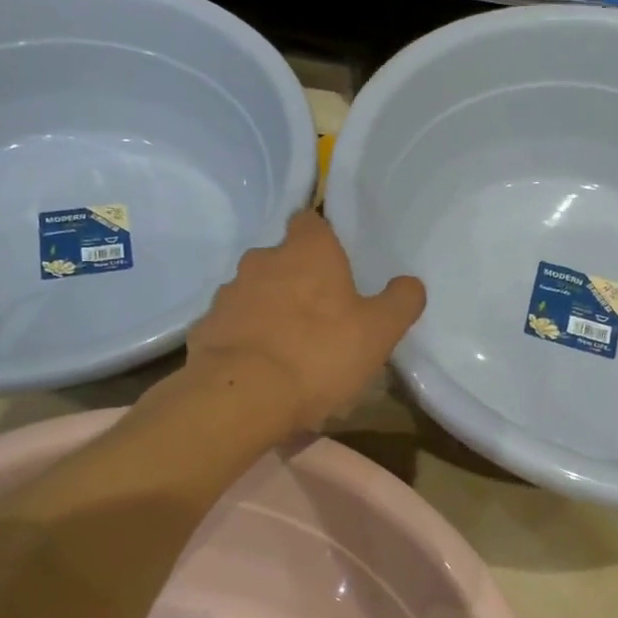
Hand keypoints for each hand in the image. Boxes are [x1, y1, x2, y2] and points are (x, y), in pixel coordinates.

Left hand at [185, 211, 425, 431]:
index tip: (335, 264)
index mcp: (307, 251)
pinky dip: (245, 338)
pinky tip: (259, 368)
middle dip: (297, 279)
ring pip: (255, 292)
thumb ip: (400, 302)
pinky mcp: (205, 327)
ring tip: (288, 347)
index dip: (323, 238)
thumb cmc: (318, 353)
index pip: (311, 222)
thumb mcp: (379, 332)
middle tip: (319, 314)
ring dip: (269, 309)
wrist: (241, 396)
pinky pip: (232, 325)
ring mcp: (228, 293)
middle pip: (282, 259)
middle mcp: (262, 260)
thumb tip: (411, 283)